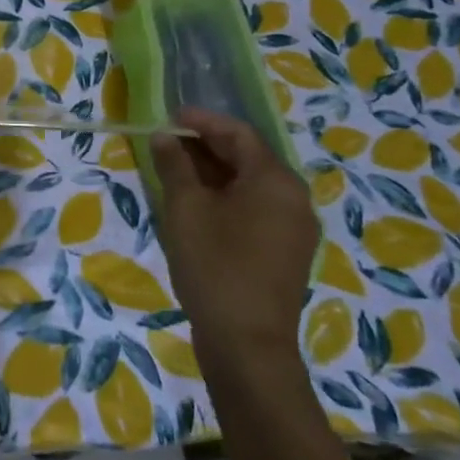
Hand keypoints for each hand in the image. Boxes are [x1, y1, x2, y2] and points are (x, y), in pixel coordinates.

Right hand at [150, 107, 319, 375]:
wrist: (247, 343)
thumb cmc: (214, 264)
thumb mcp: (185, 208)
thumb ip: (175, 165)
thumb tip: (165, 136)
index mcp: (275, 180)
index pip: (239, 133)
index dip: (202, 120)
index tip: (169, 117)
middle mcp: (294, 198)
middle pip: (248, 157)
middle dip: (206, 146)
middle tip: (167, 143)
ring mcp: (294, 228)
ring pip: (251, 184)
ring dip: (214, 172)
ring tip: (174, 171)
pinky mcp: (285, 252)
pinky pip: (255, 208)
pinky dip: (226, 197)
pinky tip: (196, 205)